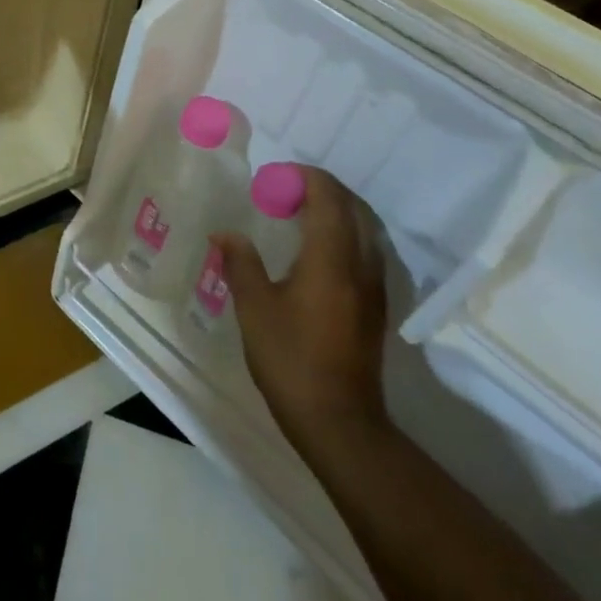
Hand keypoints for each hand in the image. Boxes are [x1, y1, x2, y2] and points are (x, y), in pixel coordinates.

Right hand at [213, 165, 389, 445]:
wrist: (339, 422)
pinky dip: (343, 233)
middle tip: (283, 192)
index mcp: (330, 258)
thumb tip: (225, 234)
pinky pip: (365, 249)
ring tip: (297, 215)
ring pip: (363, 228)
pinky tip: (315, 252)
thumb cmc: (290, 359)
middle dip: (320, 189)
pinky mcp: (375, 306)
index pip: (328, 196)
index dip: (303, 177)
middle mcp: (360, 264)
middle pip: (351, 206)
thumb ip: (241, 263)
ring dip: (334, 210)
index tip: (273, 179)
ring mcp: (374, 286)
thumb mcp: (254, 308)